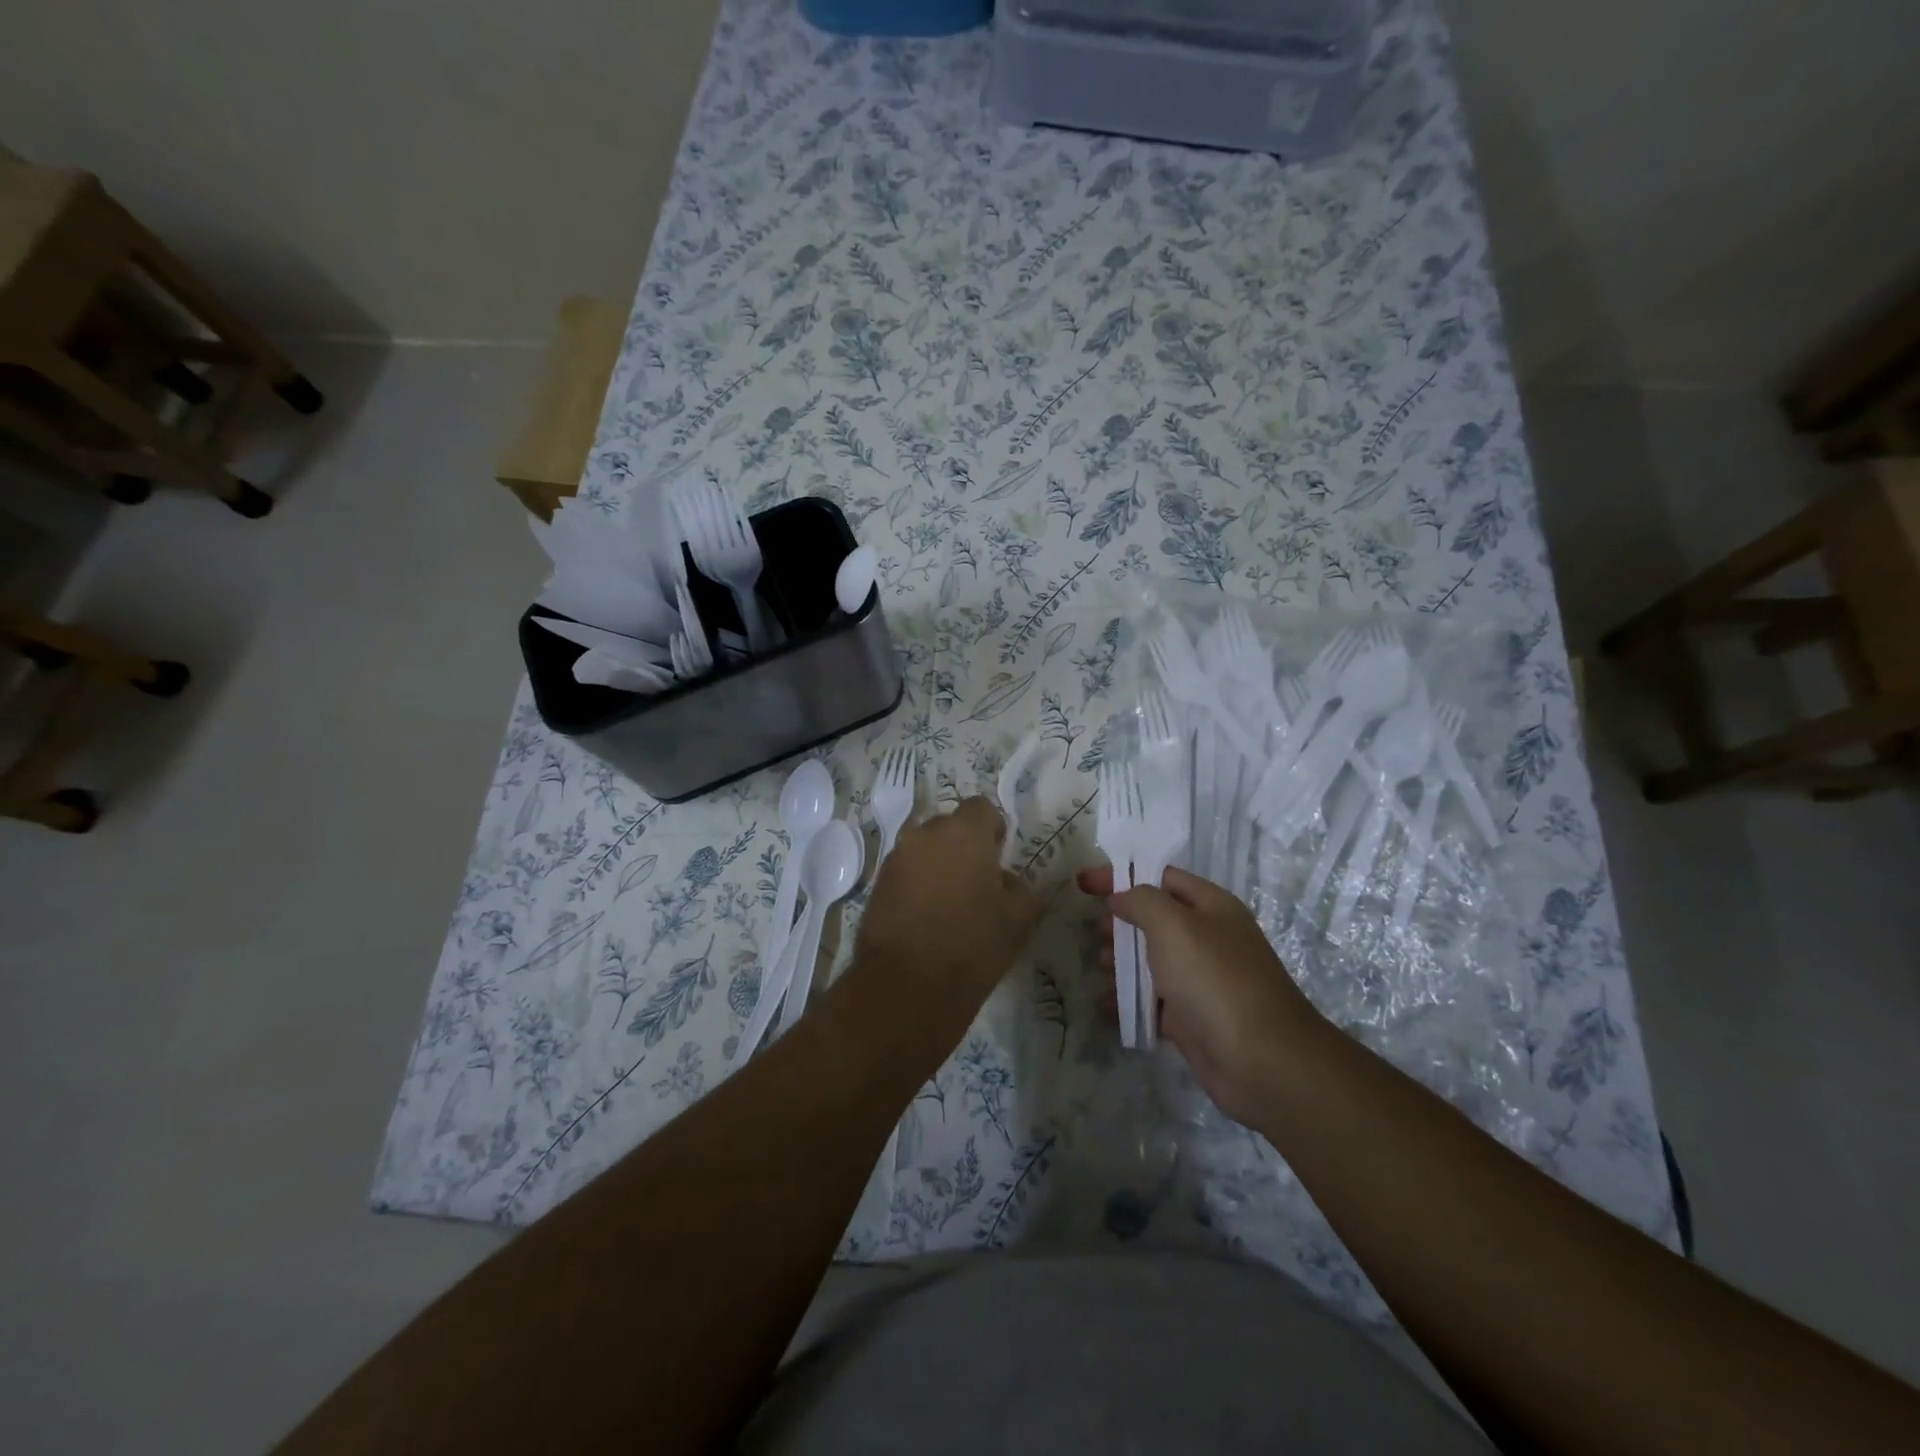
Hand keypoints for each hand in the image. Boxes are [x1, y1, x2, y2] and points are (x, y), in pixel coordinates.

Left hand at [846, 796, 1041, 1054]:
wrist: (907, 985)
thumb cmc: (972, 946)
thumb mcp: (1019, 918)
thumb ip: (1019, 886)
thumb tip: (1003, 878)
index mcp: (965, 833)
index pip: (982, 808)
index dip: (993, 829)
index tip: (998, 857)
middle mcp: (926, 833)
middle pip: (950, 825)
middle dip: (964, 845)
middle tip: (976, 882)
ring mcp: (897, 856)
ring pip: (925, 847)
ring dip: (938, 862)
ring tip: (949, 901)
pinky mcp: (878, 882)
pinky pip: (906, 869)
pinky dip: (918, 881)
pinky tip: (926, 914)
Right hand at [1077, 865, 1322, 1124]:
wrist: (1261, 1061)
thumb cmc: (1214, 979)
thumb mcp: (1173, 925)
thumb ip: (1141, 901)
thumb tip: (1120, 897)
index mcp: (1211, 907)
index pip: (1160, 878)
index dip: (1120, 876)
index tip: (1082, 884)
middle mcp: (1208, 939)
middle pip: (1155, 920)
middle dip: (1121, 922)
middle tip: (1094, 931)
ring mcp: (1201, 981)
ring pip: (1152, 961)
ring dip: (1121, 961)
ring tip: (1098, 967)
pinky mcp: (1193, 1019)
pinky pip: (1153, 1002)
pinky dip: (1128, 1001)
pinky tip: (1105, 1005)